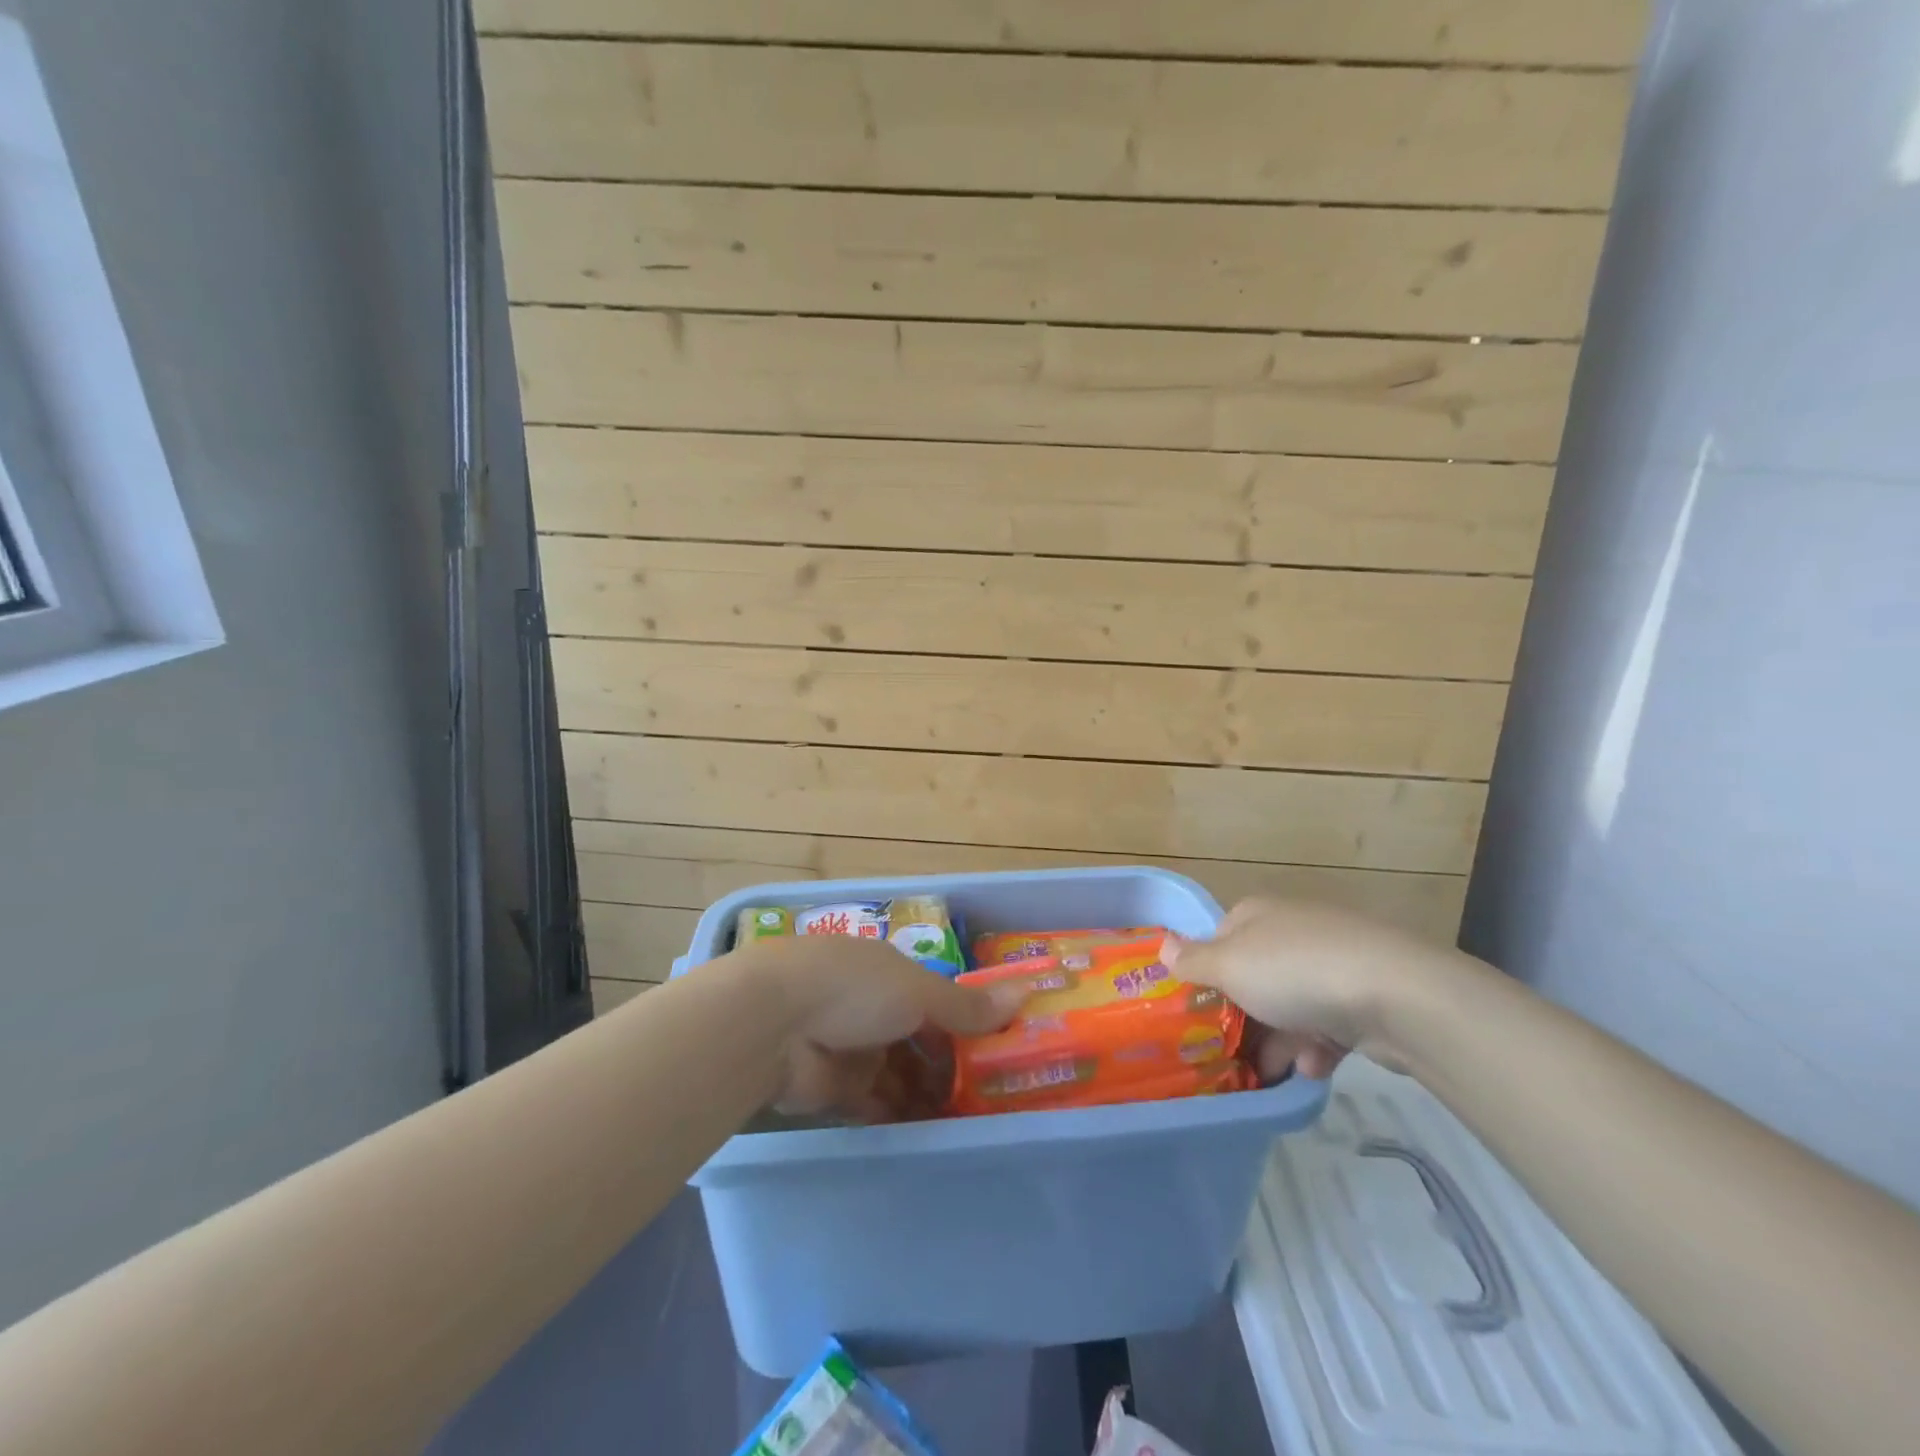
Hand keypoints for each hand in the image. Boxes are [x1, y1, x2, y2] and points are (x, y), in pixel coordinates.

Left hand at [730, 936, 1024, 1120]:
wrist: (770, 1025)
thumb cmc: (852, 990)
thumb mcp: (917, 991)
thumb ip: (967, 1004)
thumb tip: (1026, 993)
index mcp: (890, 972)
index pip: (937, 999)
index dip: (968, 1023)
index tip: (1002, 1052)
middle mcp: (872, 1007)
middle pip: (920, 1040)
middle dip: (952, 1067)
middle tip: (993, 1098)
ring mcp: (852, 1048)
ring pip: (901, 1075)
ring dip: (931, 1096)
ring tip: (973, 1124)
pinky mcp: (834, 1089)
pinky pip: (877, 1105)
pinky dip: (902, 1118)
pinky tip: (934, 1136)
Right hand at [1162, 898, 1461, 1080]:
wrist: (1397, 995)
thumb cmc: (1295, 972)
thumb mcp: (1229, 966)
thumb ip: (1193, 960)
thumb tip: (1161, 943)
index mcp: (1256, 915)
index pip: (1219, 938)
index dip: (1206, 973)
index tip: (1198, 1009)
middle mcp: (1292, 931)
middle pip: (1255, 975)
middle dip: (1243, 1017)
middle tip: (1227, 1052)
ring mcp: (1333, 961)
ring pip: (1292, 1003)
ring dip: (1279, 1039)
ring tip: (1270, 1073)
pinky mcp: (1366, 994)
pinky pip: (1330, 1021)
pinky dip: (1318, 1045)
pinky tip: (1313, 1067)